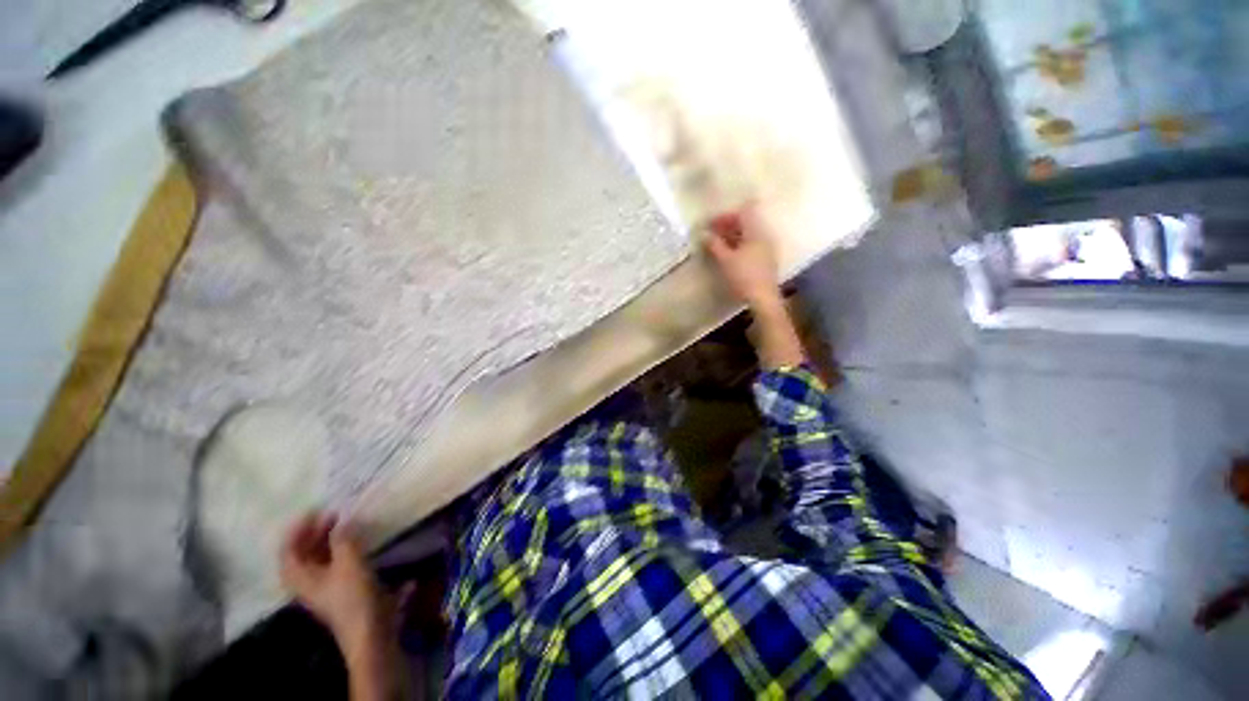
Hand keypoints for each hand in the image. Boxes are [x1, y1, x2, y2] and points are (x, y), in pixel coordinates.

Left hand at [280, 512, 382, 649]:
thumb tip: (341, 521)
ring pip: (317, 559)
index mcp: (300, 577)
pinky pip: (331, 563)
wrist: (369, 630)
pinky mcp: (339, 590)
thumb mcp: (349, 562)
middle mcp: (307, 582)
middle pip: (301, 554)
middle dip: (312, 533)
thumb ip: (343, 539)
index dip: (297, 529)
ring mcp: (323, 587)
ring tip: (343, 524)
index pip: (287, 550)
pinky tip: (353, 543)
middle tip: (331, 514)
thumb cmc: (353, 596)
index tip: (315, 510)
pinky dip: (337, 549)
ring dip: (326, 540)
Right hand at [703, 204, 782, 310]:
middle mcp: (764, 235)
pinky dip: (740, 244)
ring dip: (733, 236)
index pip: (743, 212)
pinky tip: (730, 254)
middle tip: (712, 234)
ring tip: (718, 244)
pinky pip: (752, 244)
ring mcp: (767, 247)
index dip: (726, 216)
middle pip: (746, 222)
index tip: (711, 224)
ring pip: (748, 234)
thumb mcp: (725, 260)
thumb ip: (714, 245)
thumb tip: (704, 234)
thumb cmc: (743, 276)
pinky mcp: (766, 259)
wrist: (763, 298)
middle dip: (728, 225)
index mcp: (756, 232)